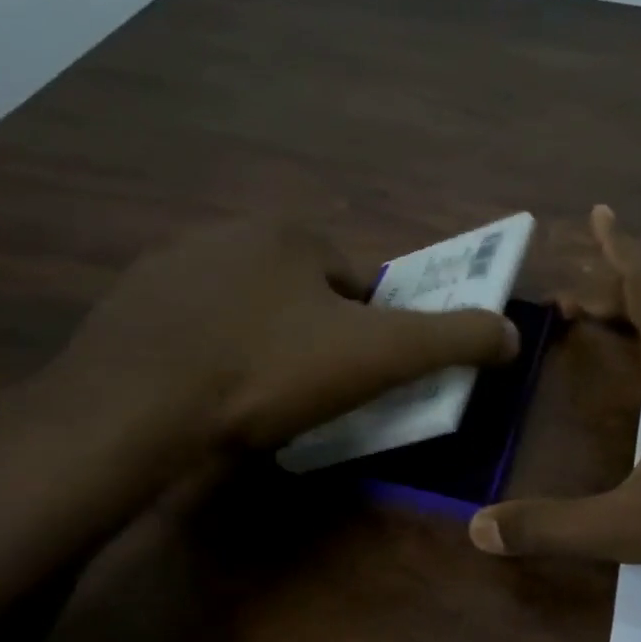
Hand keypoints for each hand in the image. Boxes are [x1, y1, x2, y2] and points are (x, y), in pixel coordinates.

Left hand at [44, 217, 516, 445]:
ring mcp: (169, 266)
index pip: (352, 283)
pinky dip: (206, 353)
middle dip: (308, 337)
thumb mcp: (379, 358)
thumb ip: (454, 340)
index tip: (349, 378)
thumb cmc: (268, 373)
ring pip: (242, 307)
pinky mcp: (126, 304)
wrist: (136, 409)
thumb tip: (514, 334)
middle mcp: (227, 232)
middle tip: (302, 394)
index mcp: (290, 235)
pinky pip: (190, 326)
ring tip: (250, 399)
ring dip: (257, 344)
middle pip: (297, 293)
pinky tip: (201, 393)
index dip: (363, 333)